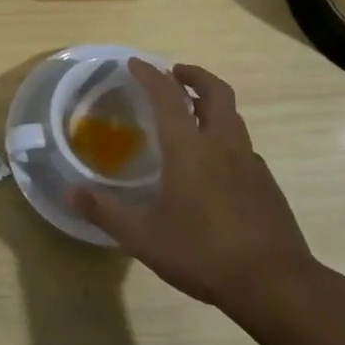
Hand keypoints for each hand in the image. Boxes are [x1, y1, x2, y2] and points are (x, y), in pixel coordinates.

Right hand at [70, 60, 316, 308]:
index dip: (150, 75)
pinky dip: (225, 137)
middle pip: (216, 92)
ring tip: (192, 114)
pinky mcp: (266, 182)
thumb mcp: (143, 237)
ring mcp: (250, 162)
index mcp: (190, 149)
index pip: (168, 97)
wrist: (273, 282)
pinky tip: (215, 164)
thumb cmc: (202, 252)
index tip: (135, 63)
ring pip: (233, 116)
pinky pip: (243, 145)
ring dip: (212, 103)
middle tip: (174, 74)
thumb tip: (71, 193)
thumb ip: (105, 212)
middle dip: (194, 75)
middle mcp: (222, 145)